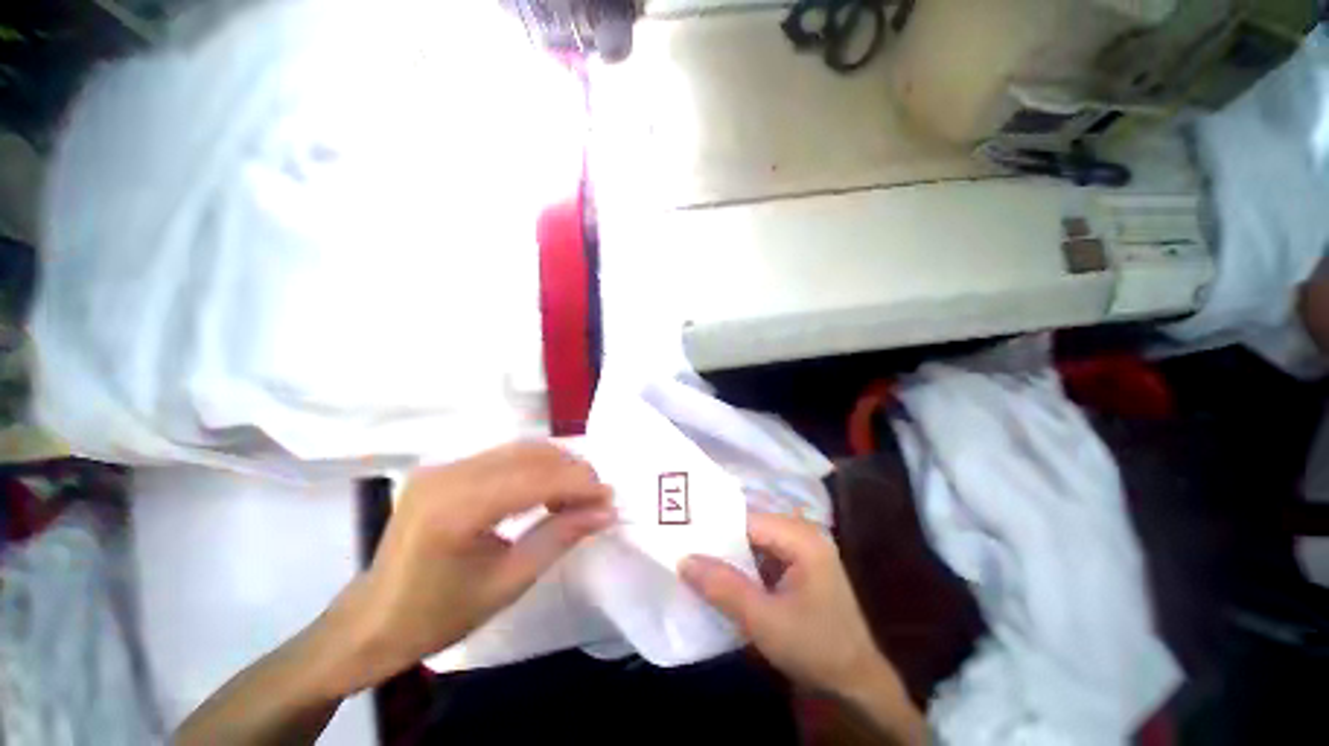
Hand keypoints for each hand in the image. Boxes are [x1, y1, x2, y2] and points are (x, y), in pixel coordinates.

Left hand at [330, 442, 614, 691]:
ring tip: (577, 492)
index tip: (610, 497)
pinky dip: (535, 466)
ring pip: (519, 448)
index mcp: (456, 510)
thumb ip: (559, 537)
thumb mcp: (508, 583)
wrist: (373, 620)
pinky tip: (547, 487)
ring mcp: (442, 466)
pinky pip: (503, 455)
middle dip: (572, 471)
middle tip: (597, 496)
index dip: (579, 484)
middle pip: (529, 455)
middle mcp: (447, 475)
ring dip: (556, 465)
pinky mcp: (444, 467)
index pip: (534, 480)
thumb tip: (605, 512)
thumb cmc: (438, 615)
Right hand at [679, 512, 886, 697]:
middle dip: (719, 539)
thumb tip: (683, 559)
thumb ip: (723, 587)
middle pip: (750, 526)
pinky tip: (721, 574)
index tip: (682, 533)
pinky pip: (762, 554)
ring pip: (754, 540)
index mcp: (802, 537)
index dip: (714, 526)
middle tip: (683, 544)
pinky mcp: (798, 565)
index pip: (747, 520)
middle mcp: (803, 533)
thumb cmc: (815, 649)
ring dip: (729, 552)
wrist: (855, 684)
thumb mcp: (764, 621)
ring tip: (695, 557)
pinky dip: (742, 563)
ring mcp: (802, 548)